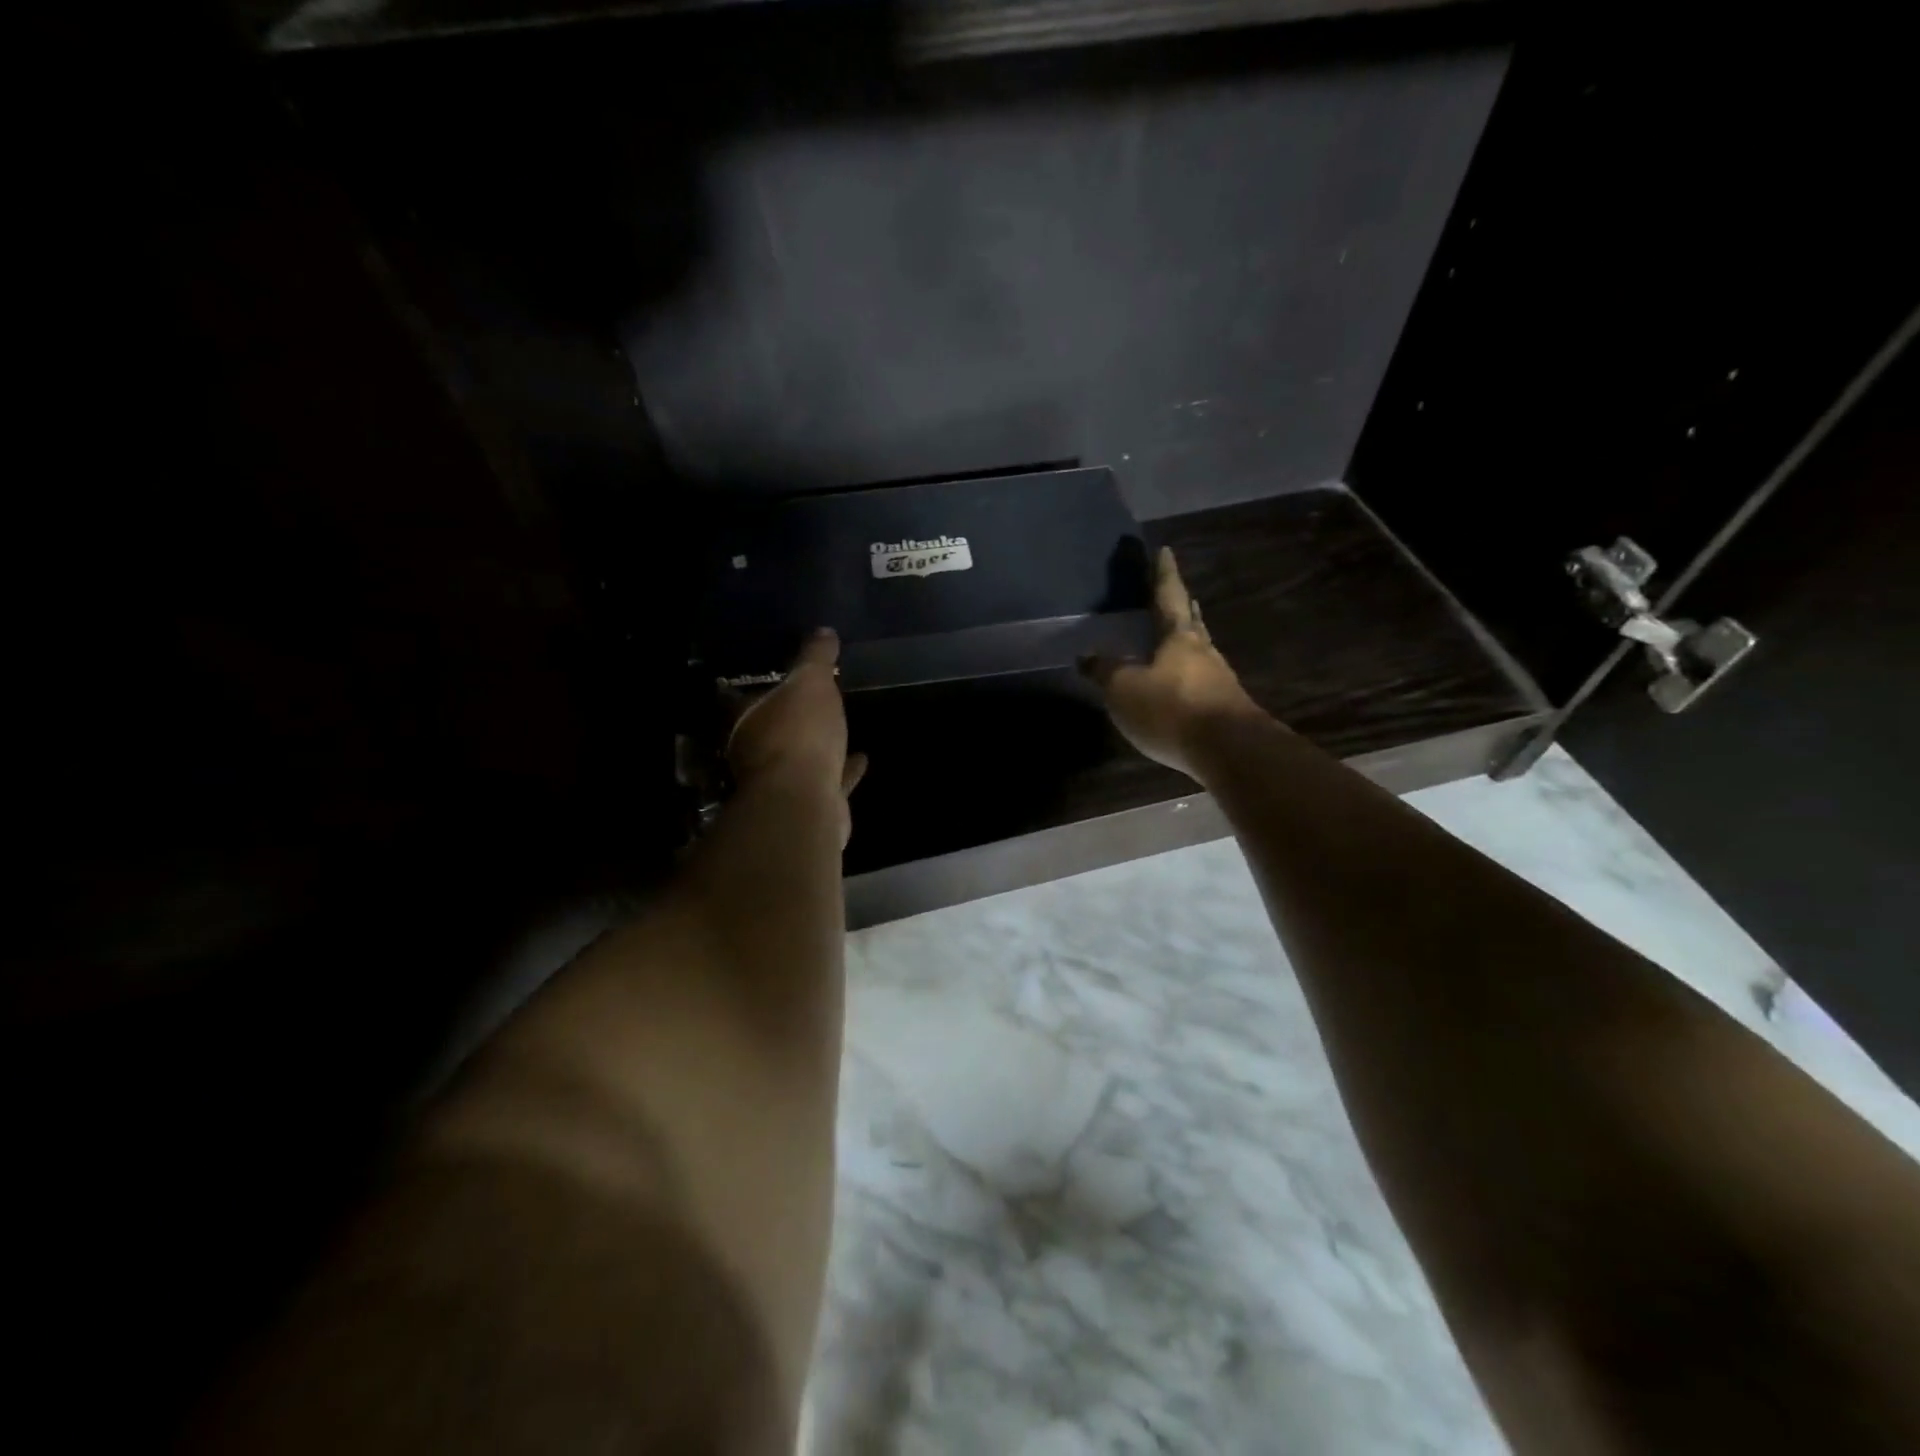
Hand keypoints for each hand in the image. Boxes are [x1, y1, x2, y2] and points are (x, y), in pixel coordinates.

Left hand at [726, 628, 867, 842]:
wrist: (806, 801)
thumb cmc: (799, 734)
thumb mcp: (810, 683)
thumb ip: (816, 658)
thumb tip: (824, 632)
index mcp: (747, 722)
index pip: (747, 699)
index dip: (764, 687)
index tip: (781, 677)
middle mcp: (757, 754)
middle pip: (774, 731)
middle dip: (791, 719)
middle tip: (814, 702)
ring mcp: (783, 784)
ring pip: (800, 760)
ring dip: (818, 746)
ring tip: (839, 729)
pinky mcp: (811, 805)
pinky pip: (830, 781)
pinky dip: (844, 770)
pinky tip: (862, 759)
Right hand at [1082, 547, 1267, 779]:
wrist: (1229, 750)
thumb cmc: (1171, 709)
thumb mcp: (1123, 689)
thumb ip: (1105, 671)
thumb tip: (1085, 655)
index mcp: (1179, 638)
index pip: (1169, 597)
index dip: (1164, 574)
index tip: (1165, 551)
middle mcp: (1203, 653)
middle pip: (1192, 623)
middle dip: (1184, 608)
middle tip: (1181, 596)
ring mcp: (1219, 682)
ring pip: (1201, 653)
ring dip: (1190, 643)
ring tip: (1180, 640)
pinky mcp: (1225, 710)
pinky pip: (1203, 683)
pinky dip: (1191, 676)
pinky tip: (1183, 687)